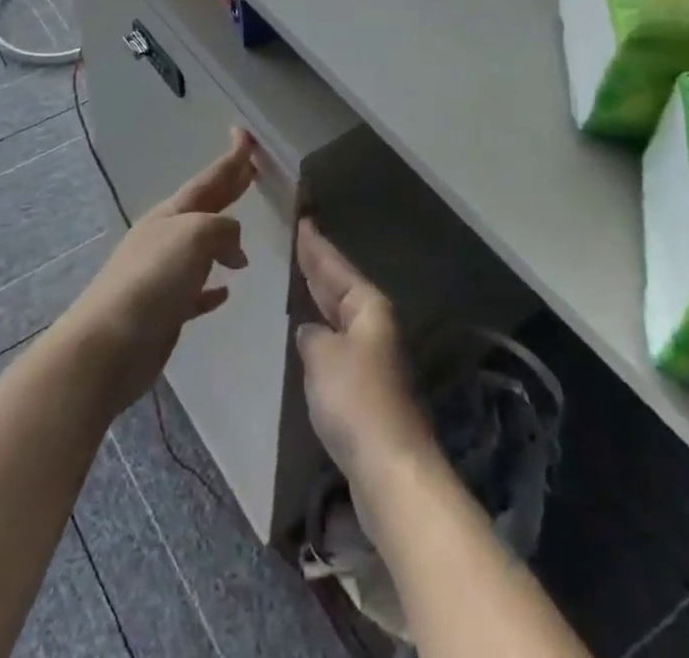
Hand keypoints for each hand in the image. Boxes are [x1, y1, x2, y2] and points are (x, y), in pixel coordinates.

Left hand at [56, 128, 256, 417]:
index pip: (209, 179)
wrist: (108, 345)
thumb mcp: (195, 235)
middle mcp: (166, 237)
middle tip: (251, 171)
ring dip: (223, 242)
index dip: (230, 159)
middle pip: (205, 207)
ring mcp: (163, 275)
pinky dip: (211, 288)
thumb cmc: (153, 279)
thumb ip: (222, 228)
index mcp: (172, 214)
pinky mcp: (165, 311)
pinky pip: (196, 292)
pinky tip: (225, 292)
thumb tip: (234, 246)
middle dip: (228, 189)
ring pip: (201, 249)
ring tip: (245, 246)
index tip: (245, 135)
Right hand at [294, 219, 435, 487]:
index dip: (316, 245)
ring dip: (321, 297)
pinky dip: (322, 329)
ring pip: (340, 314)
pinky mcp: (366, 387)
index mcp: (368, 307)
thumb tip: (310, 332)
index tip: (303, 220)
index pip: (335, 266)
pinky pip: (338, 341)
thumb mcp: (323, 356)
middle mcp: (374, 325)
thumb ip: (311, 336)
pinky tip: (309, 332)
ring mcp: (372, 356)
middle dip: (319, 265)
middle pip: (341, 286)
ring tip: (300, 278)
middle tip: (298, 239)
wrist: (390, 468)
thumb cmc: (356, 400)